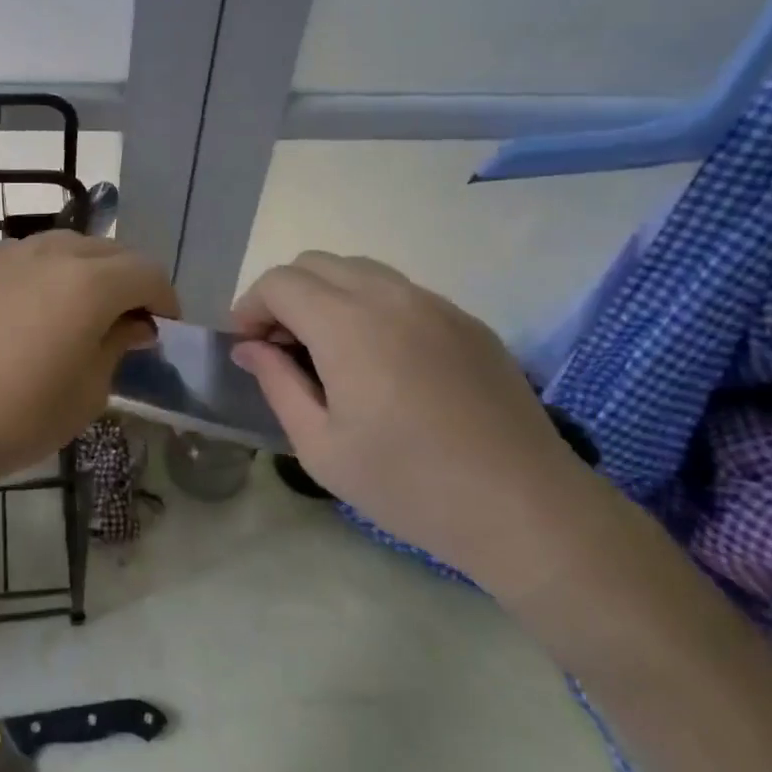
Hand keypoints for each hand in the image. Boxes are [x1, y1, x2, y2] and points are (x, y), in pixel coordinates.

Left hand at [0, 232, 178, 493]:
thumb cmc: (17, 417)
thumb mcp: (87, 393)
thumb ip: (117, 346)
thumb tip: (132, 324)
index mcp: (89, 282)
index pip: (147, 272)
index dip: (164, 298)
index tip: (162, 328)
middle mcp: (49, 252)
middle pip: (107, 250)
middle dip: (126, 280)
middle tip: (124, 320)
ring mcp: (2, 253)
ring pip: (61, 247)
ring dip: (82, 272)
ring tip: (74, 313)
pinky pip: (19, 258)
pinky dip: (38, 276)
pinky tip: (23, 314)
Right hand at [230, 252, 617, 598]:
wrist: (524, 508)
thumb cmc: (408, 484)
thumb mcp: (320, 446)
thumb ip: (276, 383)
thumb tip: (249, 347)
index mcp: (348, 324)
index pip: (280, 282)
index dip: (251, 307)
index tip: (247, 346)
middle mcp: (391, 296)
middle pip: (316, 263)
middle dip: (284, 295)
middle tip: (281, 347)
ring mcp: (435, 304)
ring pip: (360, 270)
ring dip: (326, 295)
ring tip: (326, 350)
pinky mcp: (466, 321)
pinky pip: (401, 292)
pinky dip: (369, 306)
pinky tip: (379, 360)